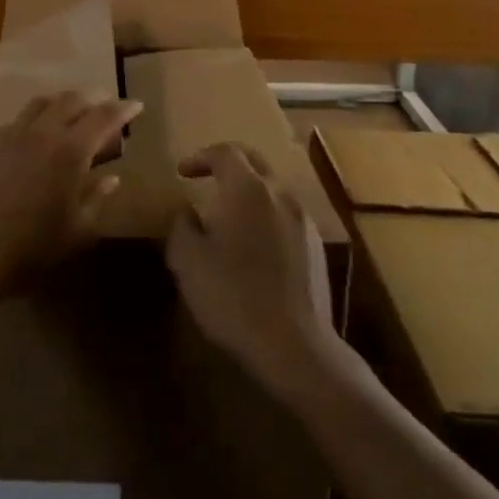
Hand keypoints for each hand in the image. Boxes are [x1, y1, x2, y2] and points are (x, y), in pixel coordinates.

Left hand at [0, 92, 141, 298]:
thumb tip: (112, 178)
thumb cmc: (32, 246)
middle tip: (104, 107)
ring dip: (61, 102)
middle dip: (92, 99)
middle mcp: (43, 132)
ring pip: (41, 103)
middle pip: (71, 100)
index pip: (103, 116)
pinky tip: (33, 137)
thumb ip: (97, 198)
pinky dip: (34, 120)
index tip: (136, 105)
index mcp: (71, 150)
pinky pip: (17, 121)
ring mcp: (12, 134)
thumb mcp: (77, 230)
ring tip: (70, 113)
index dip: (122, 108)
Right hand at [165, 144, 336, 397]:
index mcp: (248, 189)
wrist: (294, 345)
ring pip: (272, 190)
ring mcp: (303, 220)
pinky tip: (253, 245)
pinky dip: (265, 216)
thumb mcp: (187, 260)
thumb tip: (189, 212)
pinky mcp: (316, 247)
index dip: (201, 157)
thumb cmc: (233, 296)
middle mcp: (280, 194)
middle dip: (228, 164)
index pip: (226, 153)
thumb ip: (182, 226)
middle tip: (205, 177)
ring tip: (227, 214)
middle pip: (254, 163)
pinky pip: (285, 216)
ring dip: (248, 192)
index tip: (182, 172)